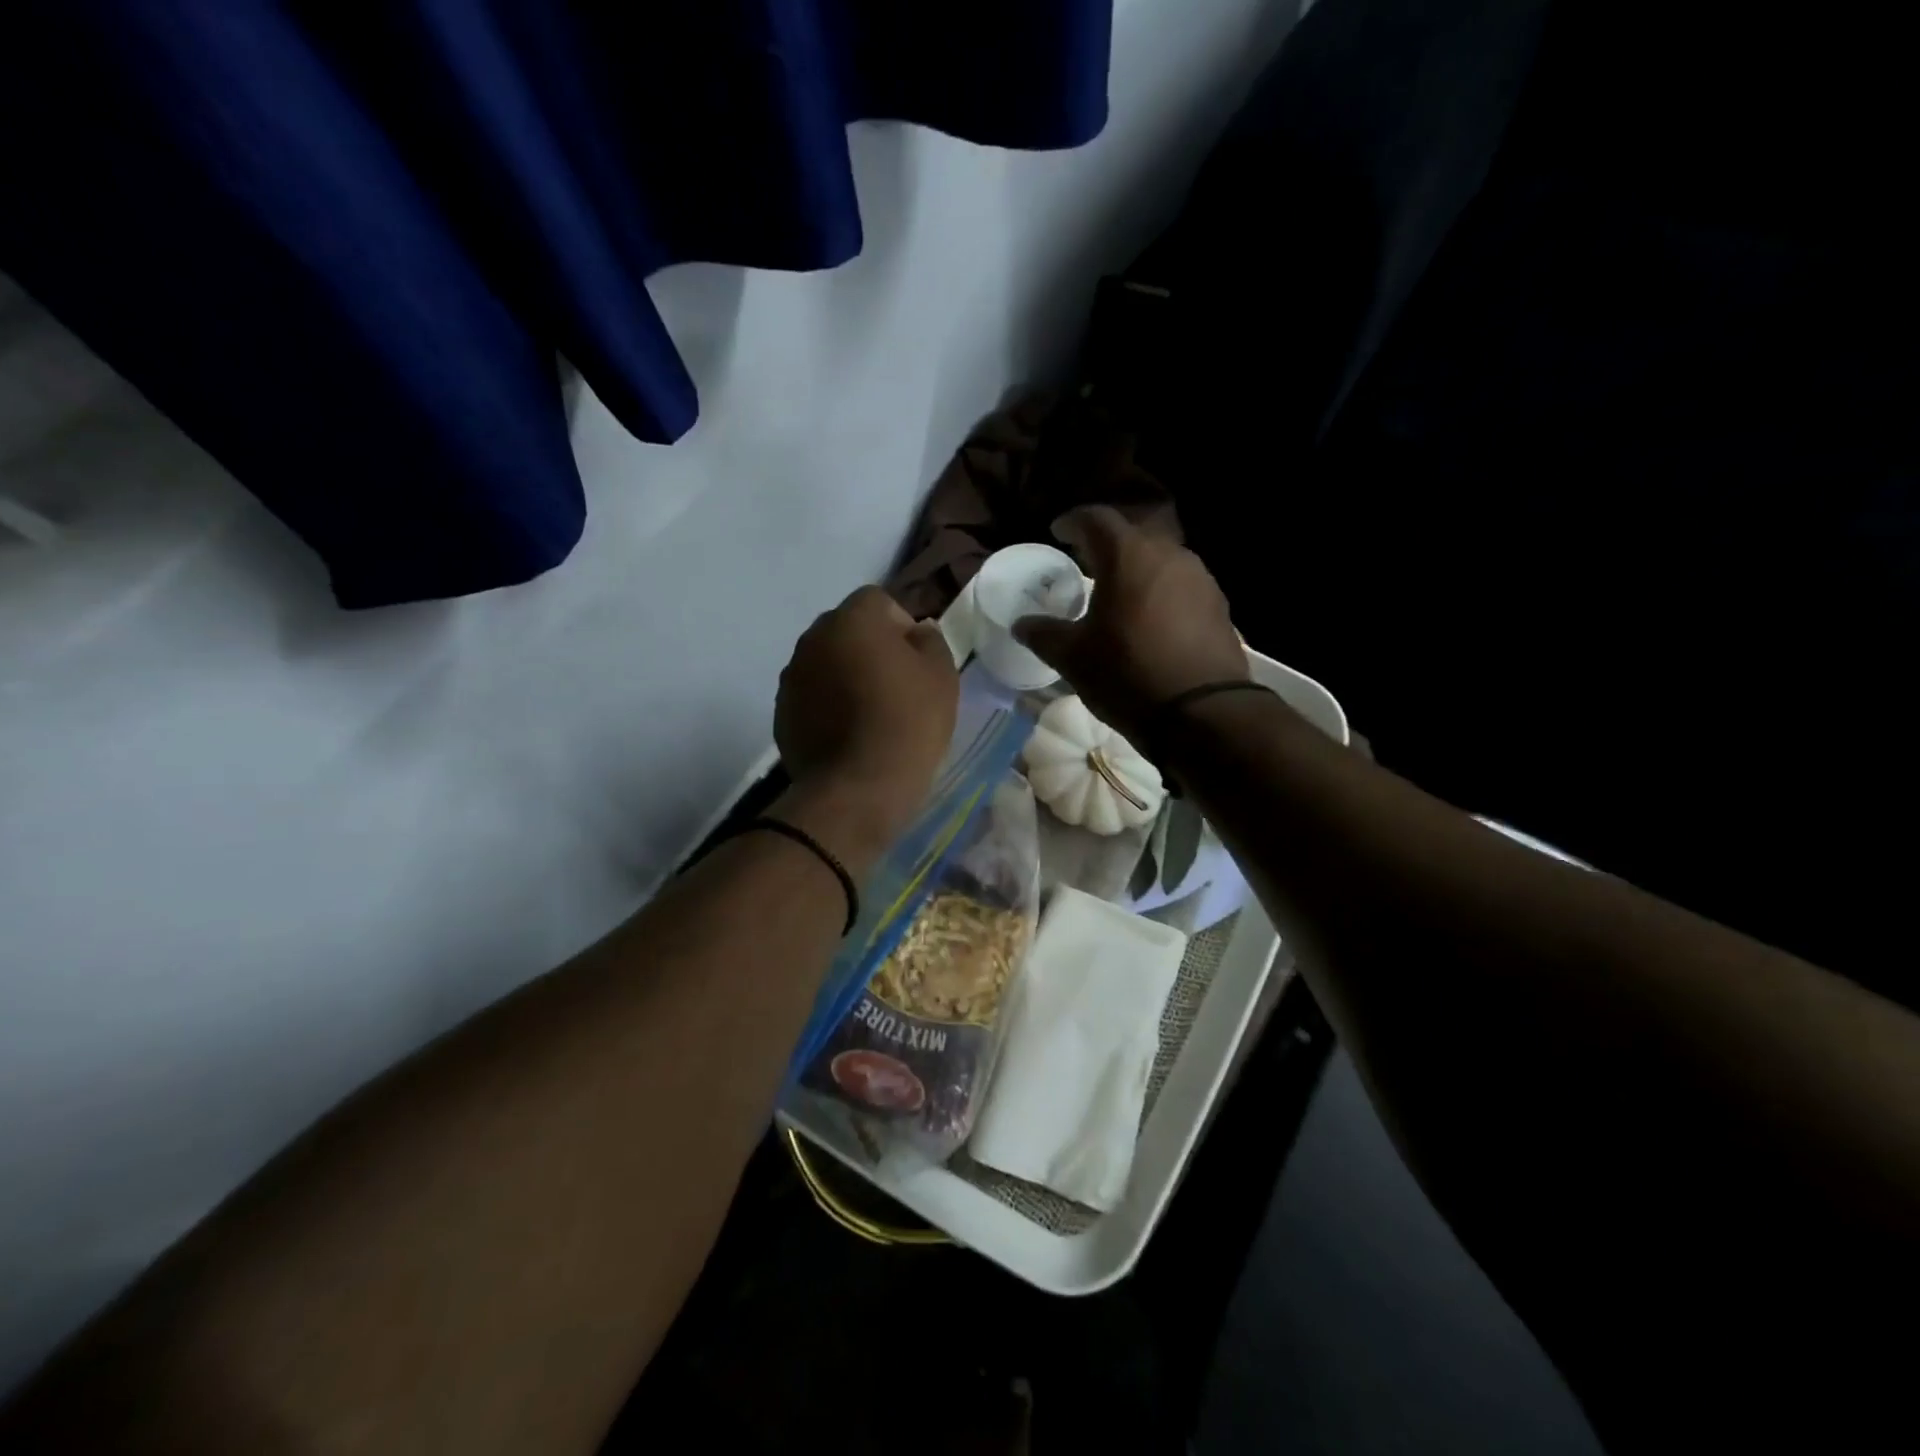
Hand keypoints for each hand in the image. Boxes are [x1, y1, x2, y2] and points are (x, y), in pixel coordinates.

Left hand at [774, 586, 958, 858]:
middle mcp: (813, 638)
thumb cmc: (908, 722)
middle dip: (869, 648)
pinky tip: (848, 735)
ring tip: (870, 714)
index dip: (901, 626)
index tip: (916, 662)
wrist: (858, 787)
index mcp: (852, 619)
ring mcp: (792, 677)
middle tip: (895, 686)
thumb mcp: (942, 674)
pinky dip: (827, 706)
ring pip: (826, 663)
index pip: (878, 601)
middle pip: (846, 630)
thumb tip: (916, 632)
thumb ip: (930, 640)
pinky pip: (811, 697)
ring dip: (844, 676)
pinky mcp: (782, 713)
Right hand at [1014, 506, 1246, 744]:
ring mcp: (1200, 578)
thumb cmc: (1127, 674)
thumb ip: (1043, 634)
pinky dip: (1161, 593)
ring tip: (1119, 594)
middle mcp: (1168, 554)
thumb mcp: (1073, 658)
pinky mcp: (1219, 605)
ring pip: (1161, 560)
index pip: (1095, 518)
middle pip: (1132, 535)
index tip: (1058, 531)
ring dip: (1137, 570)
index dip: (1073, 521)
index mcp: (1127, 555)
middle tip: (1086, 562)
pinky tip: (1152, 620)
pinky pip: (1182, 586)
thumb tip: (1021, 624)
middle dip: (1107, 545)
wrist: (1202, 712)